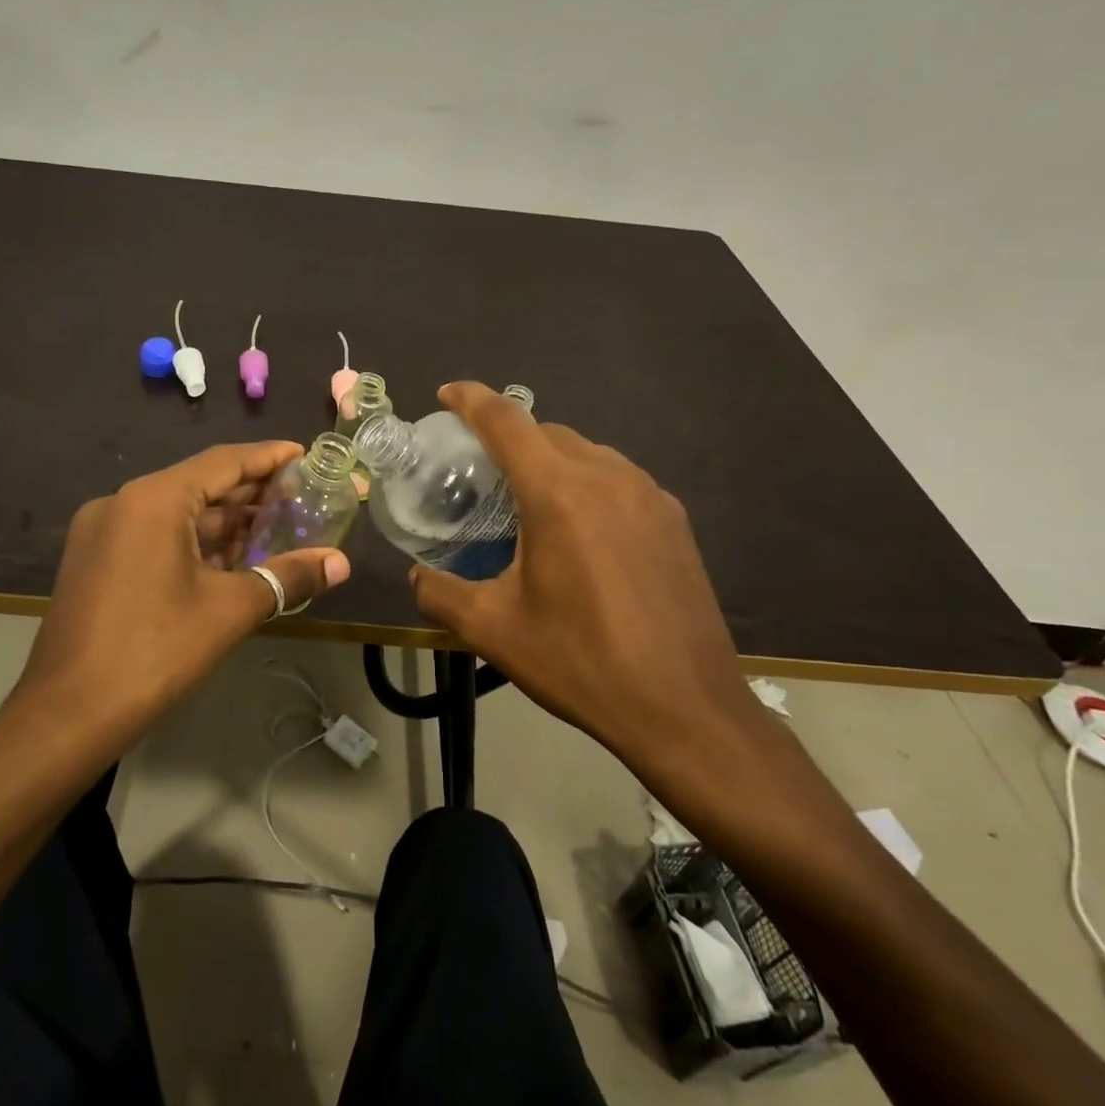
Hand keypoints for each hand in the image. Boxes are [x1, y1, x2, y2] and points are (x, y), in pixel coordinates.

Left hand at [11, 442, 351, 749]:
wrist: (67, 715)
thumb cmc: (154, 651)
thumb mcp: (230, 610)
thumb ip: (288, 577)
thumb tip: (340, 563)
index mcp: (153, 499)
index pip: (223, 462)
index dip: (268, 458)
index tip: (303, 454)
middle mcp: (123, 502)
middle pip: (199, 485)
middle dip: (249, 494)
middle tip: (299, 497)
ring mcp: (103, 532)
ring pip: (176, 513)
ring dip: (223, 522)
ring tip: (274, 529)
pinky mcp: (95, 561)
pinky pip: (155, 535)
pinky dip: (194, 543)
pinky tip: (230, 560)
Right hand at [409, 384, 763, 791]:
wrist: (686, 710)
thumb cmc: (581, 663)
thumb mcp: (492, 631)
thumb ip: (440, 593)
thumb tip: (418, 576)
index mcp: (559, 493)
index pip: (506, 421)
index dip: (471, 399)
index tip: (446, 394)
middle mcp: (607, 477)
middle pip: (547, 432)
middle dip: (509, 437)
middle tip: (479, 470)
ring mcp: (649, 496)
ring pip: (587, 452)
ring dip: (550, 461)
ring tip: (527, 501)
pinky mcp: (674, 521)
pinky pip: (618, 479)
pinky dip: (586, 484)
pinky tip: (579, 531)